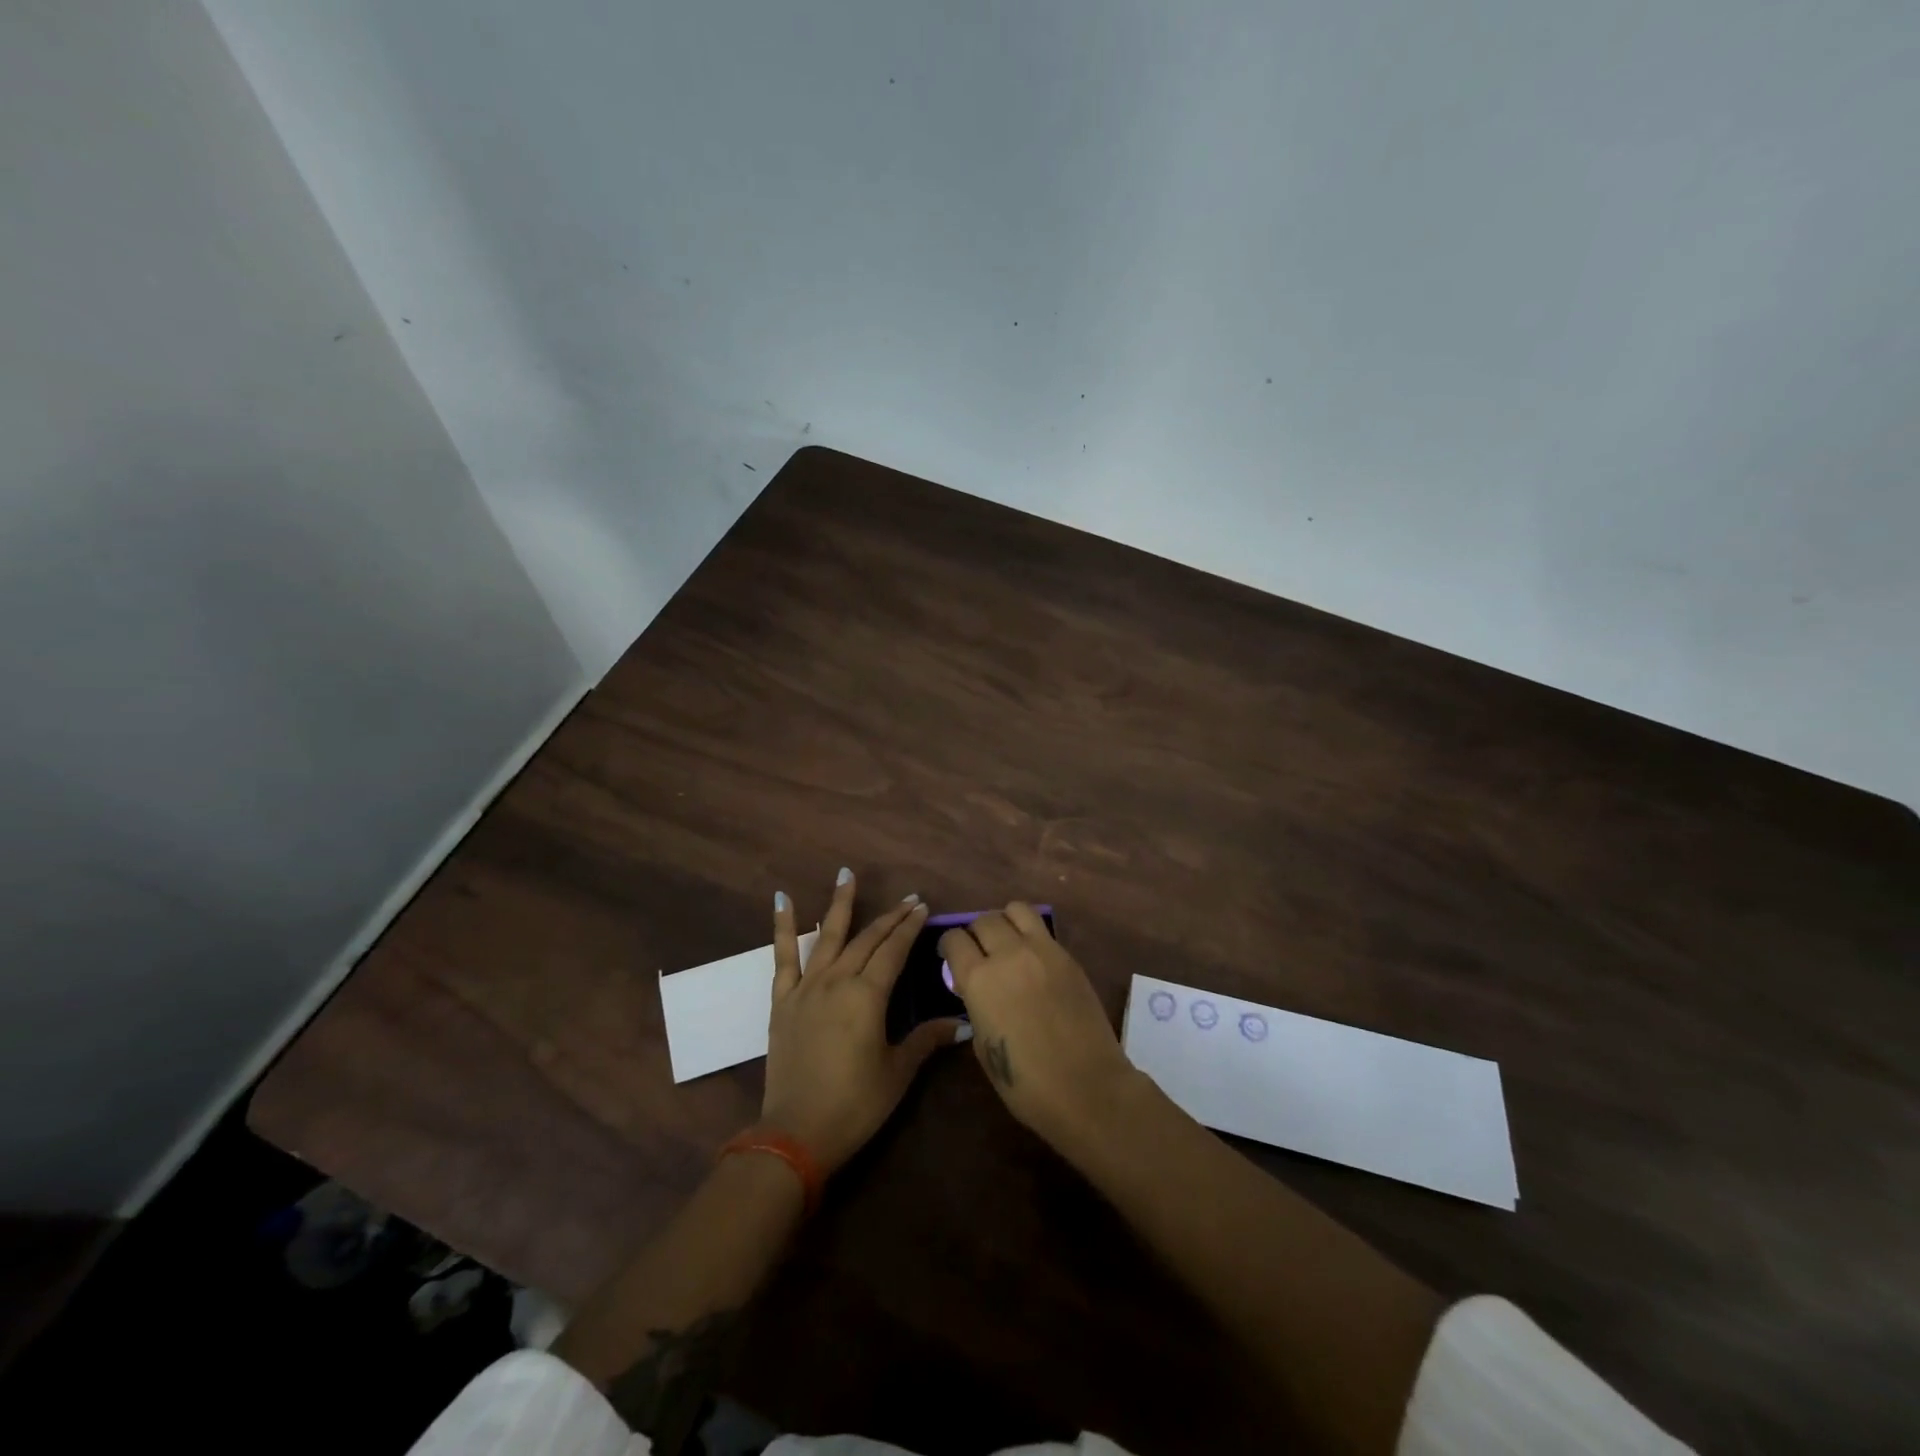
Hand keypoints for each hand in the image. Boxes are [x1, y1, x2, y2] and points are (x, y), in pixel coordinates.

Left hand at [761, 870, 963, 1172]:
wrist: (796, 1133)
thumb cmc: (855, 1104)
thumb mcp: (897, 1072)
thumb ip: (926, 1040)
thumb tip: (962, 1025)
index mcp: (868, 996)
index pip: (894, 951)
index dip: (910, 928)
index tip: (922, 907)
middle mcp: (838, 980)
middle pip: (867, 939)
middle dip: (890, 917)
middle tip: (908, 899)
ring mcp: (807, 987)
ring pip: (827, 936)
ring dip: (840, 904)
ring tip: (847, 874)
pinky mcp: (783, 1001)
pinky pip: (783, 956)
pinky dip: (783, 927)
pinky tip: (782, 900)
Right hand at [939, 903, 1139, 1152]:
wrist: (1087, 1087)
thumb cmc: (1026, 1082)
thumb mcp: (983, 1046)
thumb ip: (975, 1006)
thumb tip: (976, 990)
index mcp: (979, 979)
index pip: (954, 939)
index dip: (948, 946)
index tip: (950, 956)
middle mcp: (1009, 954)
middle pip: (984, 919)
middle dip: (975, 933)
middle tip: (979, 952)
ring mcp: (1043, 950)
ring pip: (1016, 910)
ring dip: (1005, 922)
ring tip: (1007, 942)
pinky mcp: (1068, 956)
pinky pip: (1042, 930)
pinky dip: (1031, 935)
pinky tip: (1033, 959)